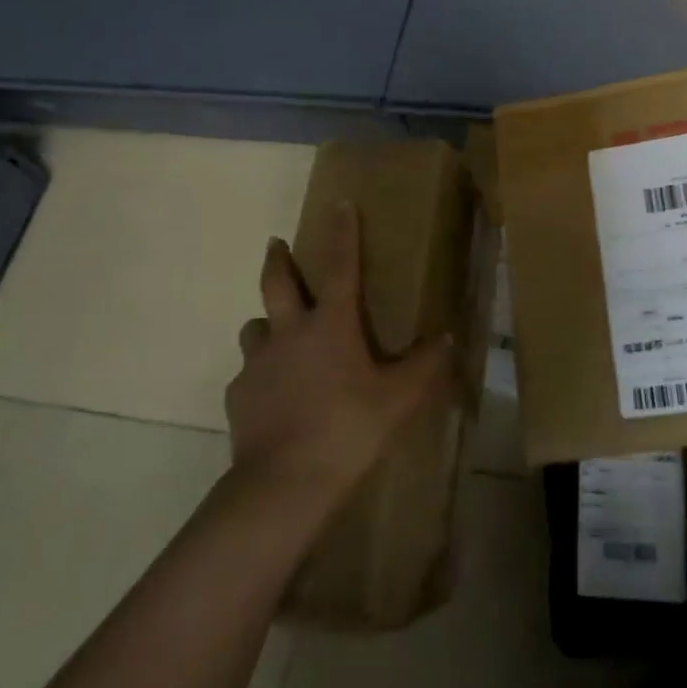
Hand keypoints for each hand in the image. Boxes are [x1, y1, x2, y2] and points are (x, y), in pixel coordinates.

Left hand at [228, 202, 452, 512]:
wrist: (285, 483)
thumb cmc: (349, 429)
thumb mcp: (399, 399)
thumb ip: (425, 365)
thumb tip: (449, 337)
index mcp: (331, 326)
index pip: (340, 267)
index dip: (342, 233)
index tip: (339, 204)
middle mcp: (289, 333)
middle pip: (277, 284)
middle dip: (278, 260)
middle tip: (275, 244)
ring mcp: (257, 364)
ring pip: (255, 327)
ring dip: (266, 322)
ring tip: (275, 332)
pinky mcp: (238, 395)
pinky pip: (248, 372)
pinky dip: (260, 373)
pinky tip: (271, 394)